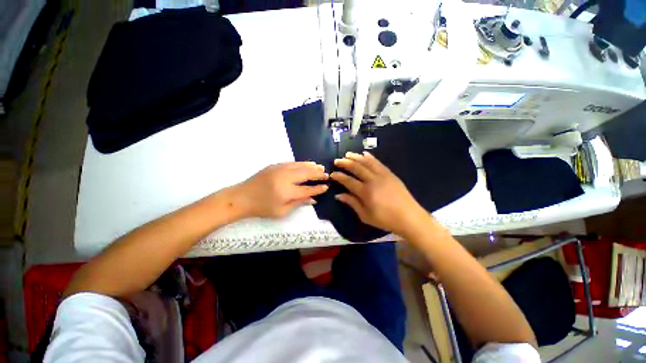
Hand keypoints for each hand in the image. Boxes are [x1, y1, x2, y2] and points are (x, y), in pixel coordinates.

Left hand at [235, 162, 328, 217]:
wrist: (241, 197)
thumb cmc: (261, 208)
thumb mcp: (281, 212)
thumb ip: (298, 203)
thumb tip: (313, 199)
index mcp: (286, 192)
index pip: (307, 189)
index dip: (317, 188)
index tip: (326, 186)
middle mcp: (285, 178)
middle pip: (306, 174)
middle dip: (317, 174)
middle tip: (326, 174)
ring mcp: (279, 169)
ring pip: (300, 166)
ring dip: (311, 166)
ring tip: (320, 166)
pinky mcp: (274, 165)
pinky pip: (292, 163)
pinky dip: (301, 163)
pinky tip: (306, 164)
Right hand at [331, 152, 427, 235]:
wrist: (409, 217)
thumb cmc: (385, 219)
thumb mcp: (365, 216)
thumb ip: (352, 203)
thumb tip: (338, 195)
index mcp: (366, 192)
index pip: (348, 181)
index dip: (339, 177)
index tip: (332, 174)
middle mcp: (373, 180)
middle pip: (356, 168)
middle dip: (345, 163)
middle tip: (337, 161)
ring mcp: (383, 175)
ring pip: (367, 162)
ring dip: (356, 157)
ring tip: (347, 154)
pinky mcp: (390, 174)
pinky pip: (378, 163)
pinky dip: (370, 157)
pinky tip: (364, 154)